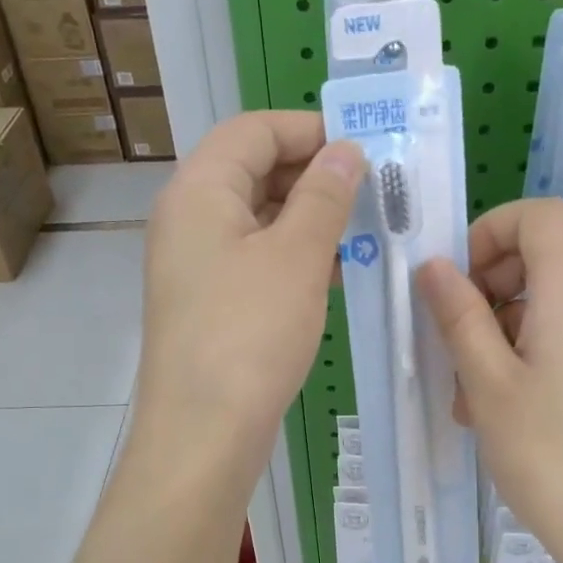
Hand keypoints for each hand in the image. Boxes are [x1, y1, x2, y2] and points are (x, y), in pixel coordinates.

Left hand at [135, 112, 365, 475]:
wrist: (203, 433)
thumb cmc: (250, 333)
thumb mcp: (297, 256)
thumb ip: (324, 195)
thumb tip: (346, 150)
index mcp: (199, 190)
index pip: (253, 130)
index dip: (308, 129)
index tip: (363, 147)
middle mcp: (188, 219)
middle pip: (253, 171)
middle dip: (314, 175)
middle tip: (373, 191)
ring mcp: (196, 264)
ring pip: (259, 219)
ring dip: (310, 218)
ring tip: (366, 230)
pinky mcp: (209, 303)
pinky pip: (256, 259)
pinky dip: (295, 256)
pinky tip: (338, 272)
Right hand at [417, 199, 562, 562]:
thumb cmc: (547, 456)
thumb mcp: (487, 383)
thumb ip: (459, 316)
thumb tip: (433, 266)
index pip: (543, 216)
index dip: (493, 230)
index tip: (458, 279)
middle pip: (544, 256)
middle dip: (489, 285)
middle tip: (454, 338)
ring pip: (548, 302)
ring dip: (500, 327)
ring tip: (468, 389)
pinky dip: (525, 351)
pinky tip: (498, 406)